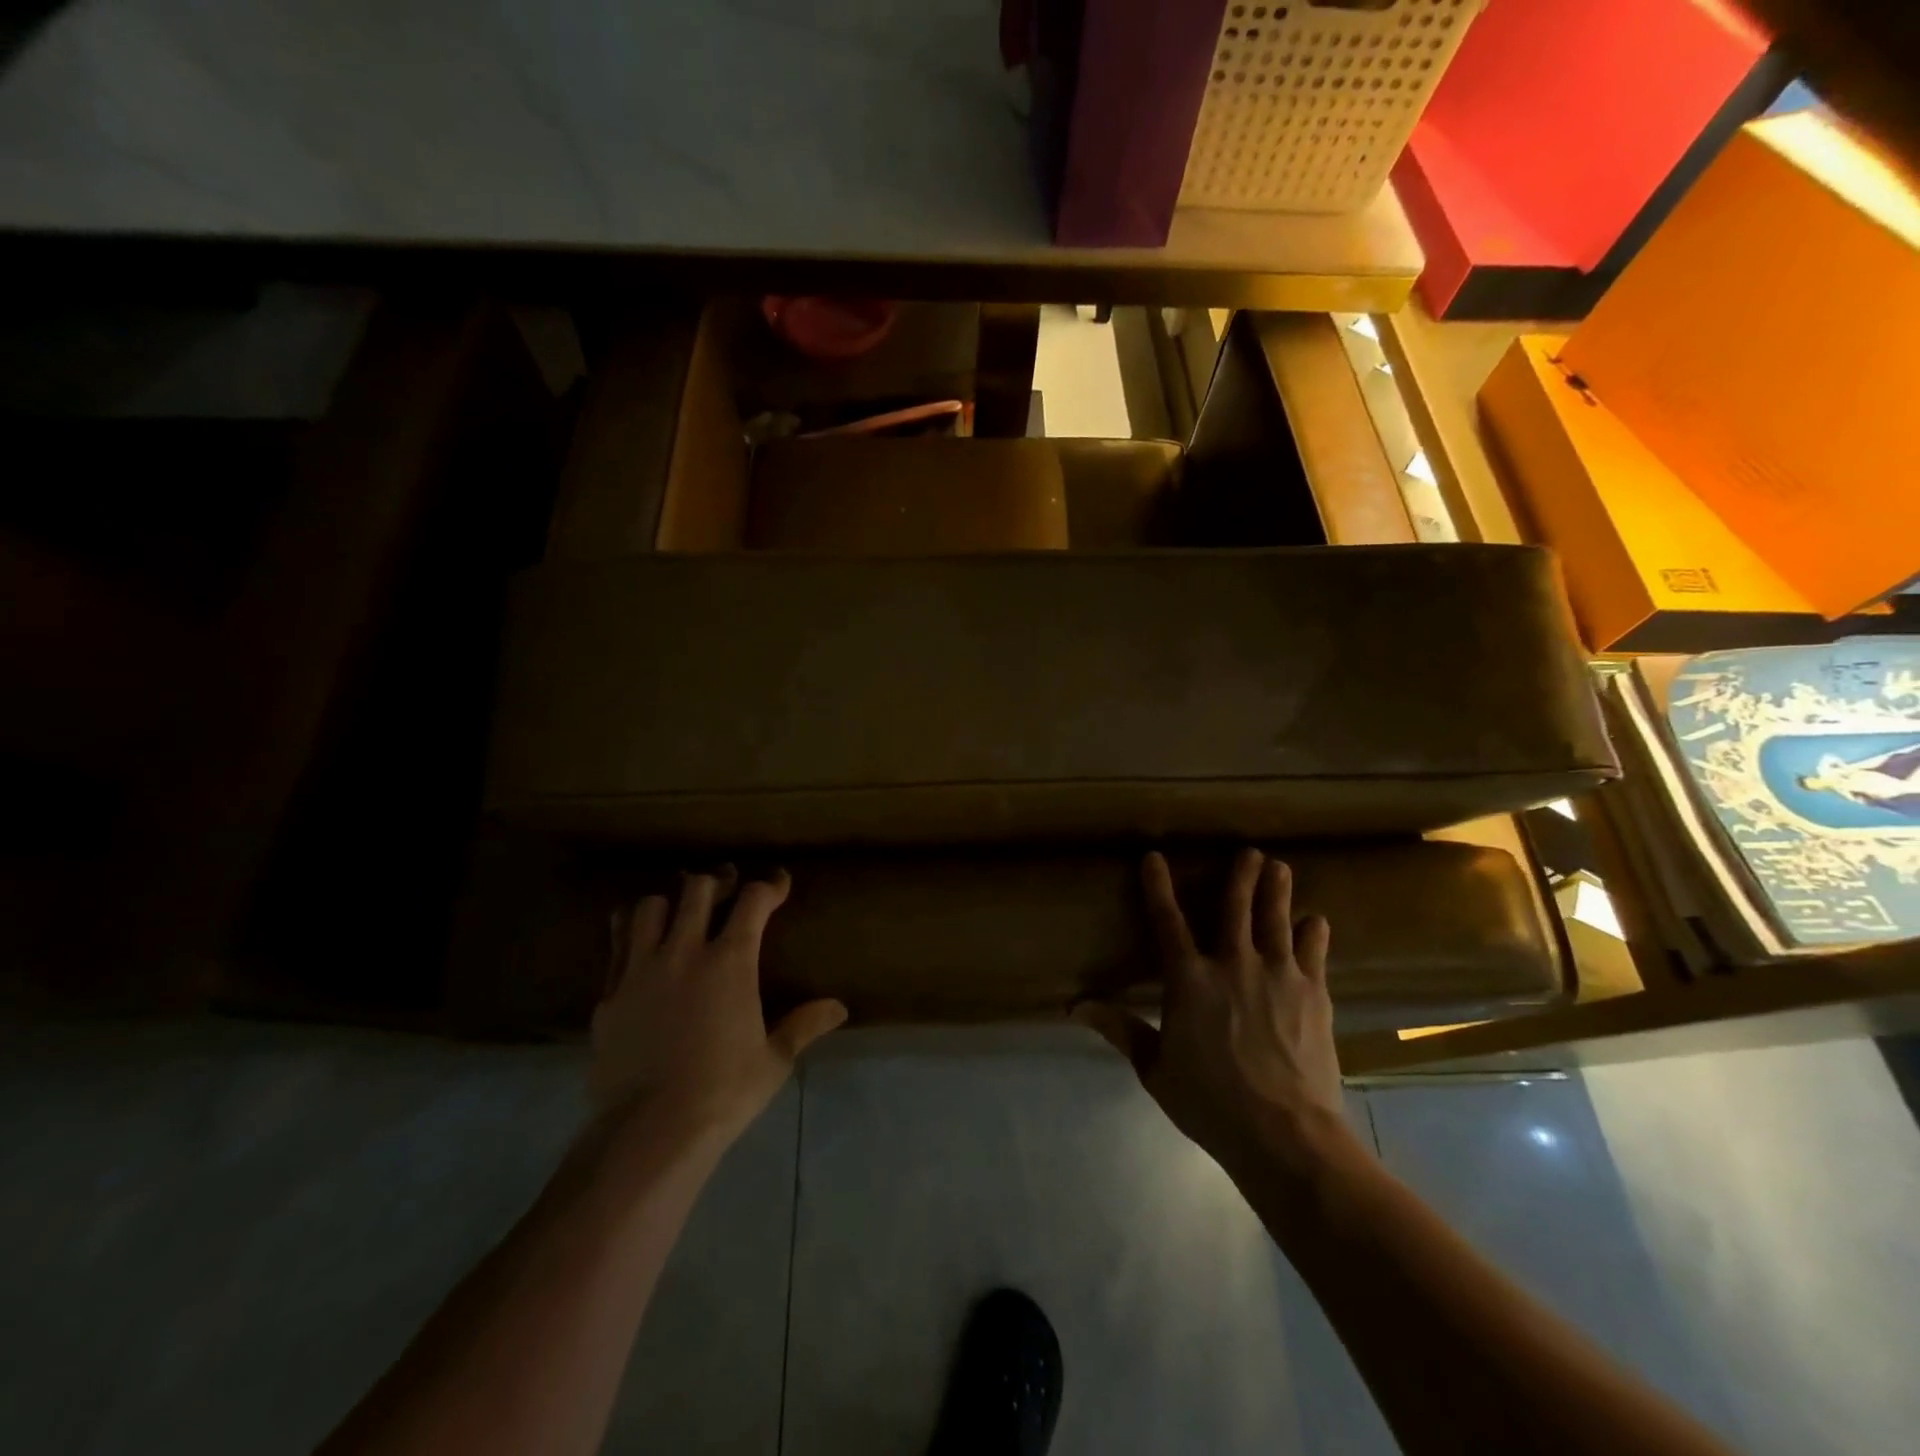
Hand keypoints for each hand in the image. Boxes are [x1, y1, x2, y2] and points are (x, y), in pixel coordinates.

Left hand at [591, 868, 845, 1146]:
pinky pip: (617, 943)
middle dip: (718, 880)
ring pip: (650, 906)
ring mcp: (640, 970)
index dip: (769, 885)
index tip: (778, 883)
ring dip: (670, 900)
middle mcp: (684, 953)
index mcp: (730, 962)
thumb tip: (839, 1008)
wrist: (649, 1131)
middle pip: (697, 889)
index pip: (753, 901)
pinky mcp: (610, 994)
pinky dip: (632, 931)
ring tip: (680, 910)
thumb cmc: (722, 1094)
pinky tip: (642, 943)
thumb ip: (804, 1025)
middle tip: (729, 886)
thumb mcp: (773, 1060)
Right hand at [1076, 849, 1352, 1174]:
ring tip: (1280, 866)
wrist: (1286, 1135)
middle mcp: (1233, 964)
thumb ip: (1120, 1029)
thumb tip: (1076, 1005)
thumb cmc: (1211, 1103)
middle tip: (1249, 851)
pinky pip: (1313, 952)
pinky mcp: (1313, 994)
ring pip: (1276, 919)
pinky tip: (1316, 920)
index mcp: (1189, 980)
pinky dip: (1313, 933)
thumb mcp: (1155, 1068)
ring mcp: (1278, 975)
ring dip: (1277, 890)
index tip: (1154, 858)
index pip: (1167, 921)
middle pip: (1236, 907)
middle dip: (1241, 875)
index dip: (1158, 886)